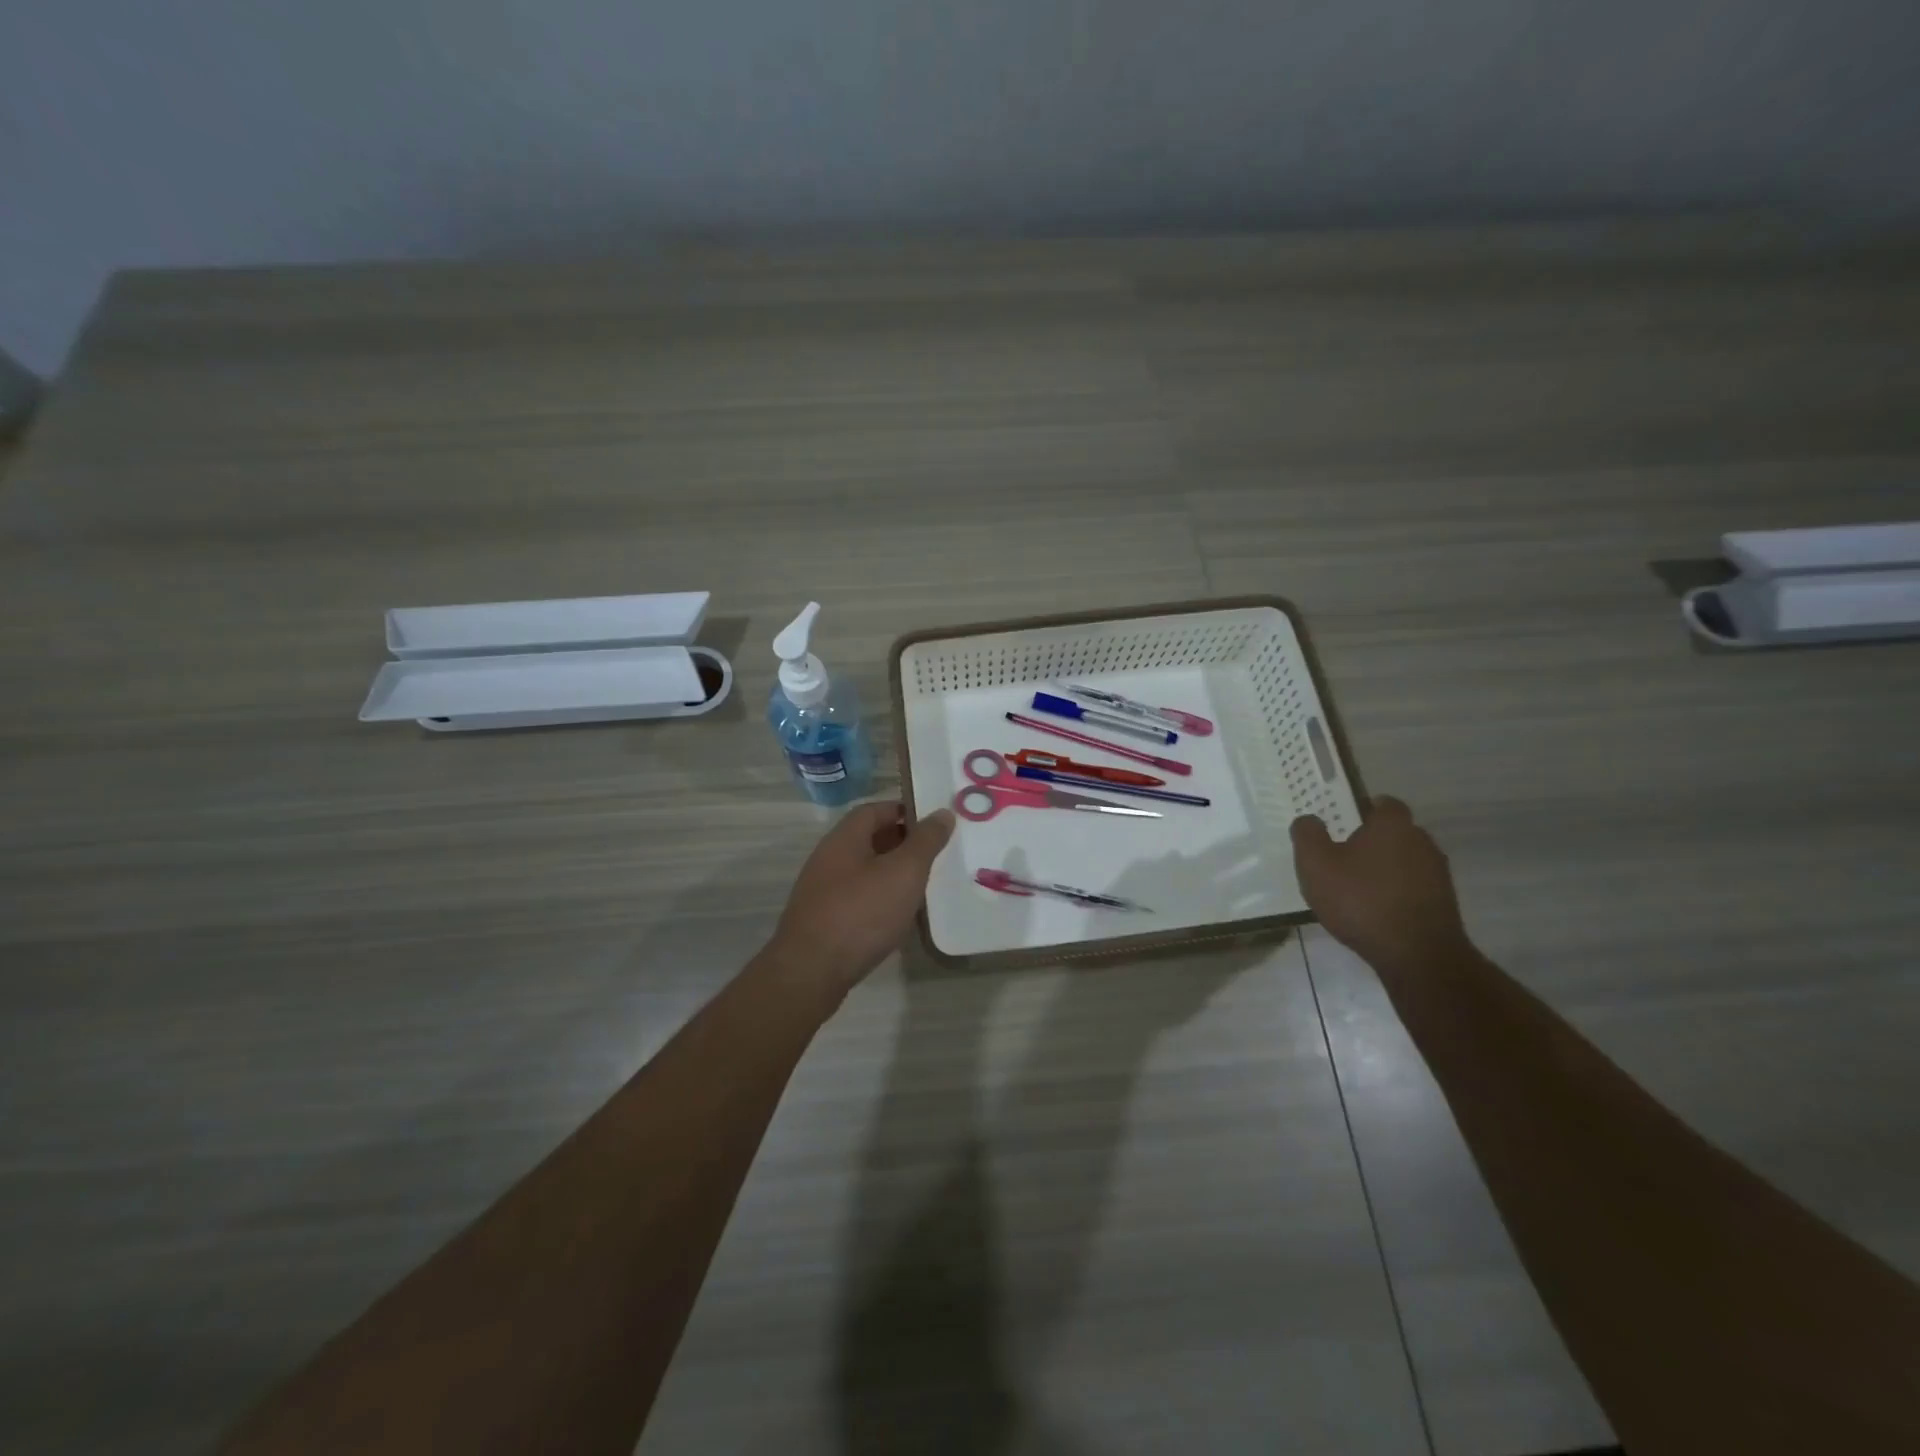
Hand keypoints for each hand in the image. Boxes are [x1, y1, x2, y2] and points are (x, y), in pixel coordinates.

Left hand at [766, 801, 954, 998]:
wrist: (811, 972)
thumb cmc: (861, 913)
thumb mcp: (903, 871)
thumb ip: (925, 841)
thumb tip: (942, 813)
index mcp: (844, 838)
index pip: (875, 810)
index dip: (904, 811)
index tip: (934, 823)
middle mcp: (828, 859)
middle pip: (869, 840)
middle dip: (902, 843)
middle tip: (935, 855)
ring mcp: (822, 892)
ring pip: (864, 872)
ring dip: (892, 874)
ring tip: (923, 886)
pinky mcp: (823, 921)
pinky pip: (857, 899)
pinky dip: (880, 900)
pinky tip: (898, 917)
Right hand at [1290, 796, 1470, 981]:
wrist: (1417, 955)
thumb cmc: (1361, 900)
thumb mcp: (1316, 865)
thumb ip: (1308, 835)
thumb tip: (1309, 820)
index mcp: (1393, 825)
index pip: (1383, 803)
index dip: (1361, 810)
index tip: (1341, 823)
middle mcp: (1422, 842)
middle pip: (1394, 833)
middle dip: (1371, 841)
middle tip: (1341, 857)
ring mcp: (1438, 874)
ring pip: (1404, 861)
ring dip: (1384, 870)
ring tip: (1355, 889)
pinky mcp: (1444, 904)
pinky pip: (1413, 888)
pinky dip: (1396, 893)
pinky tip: (1374, 912)